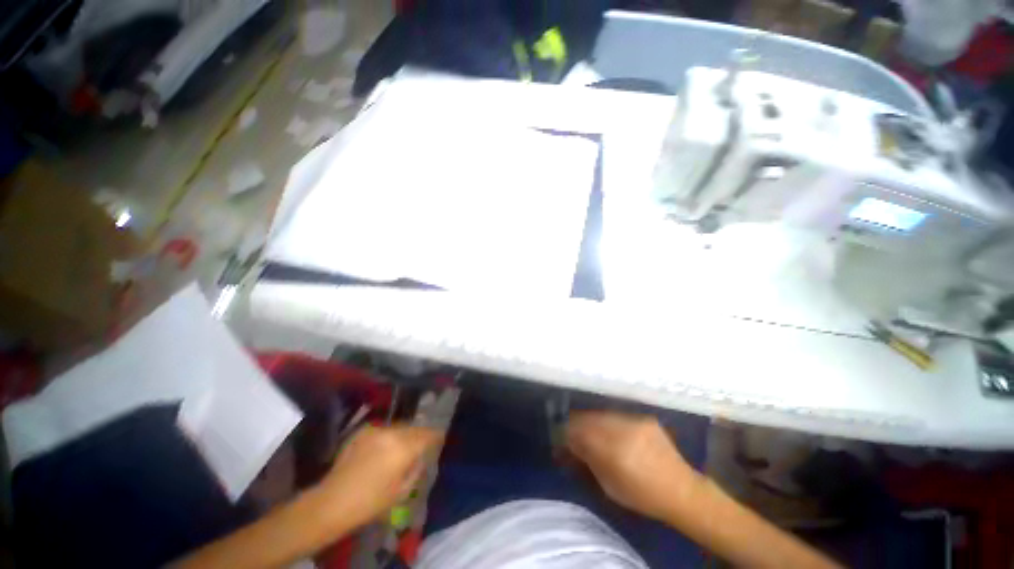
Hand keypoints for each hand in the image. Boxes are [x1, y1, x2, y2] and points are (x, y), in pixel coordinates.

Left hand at [317, 424, 443, 530]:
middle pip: (415, 427)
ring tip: (403, 445)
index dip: (436, 435)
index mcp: (404, 448)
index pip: (428, 434)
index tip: (440, 438)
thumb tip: (422, 457)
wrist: (332, 501)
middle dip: (420, 434)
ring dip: (405, 433)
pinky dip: (389, 435)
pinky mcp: (364, 431)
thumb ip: (416, 469)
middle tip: (422, 443)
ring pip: (400, 426)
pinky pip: (384, 429)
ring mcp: (377, 429)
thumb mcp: (402, 492)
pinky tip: (383, 448)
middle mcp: (393, 433)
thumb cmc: (370, 503)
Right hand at [566, 411, 699, 521]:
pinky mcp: (645, 418)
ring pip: (603, 414)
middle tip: (571, 428)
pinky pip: (619, 415)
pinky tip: (610, 429)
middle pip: (590, 418)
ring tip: (588, 427)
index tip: (560, 433)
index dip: (567, 430)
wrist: (682, 491)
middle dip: (577, 422)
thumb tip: (570, 442)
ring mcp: (636, 421)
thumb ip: (588, 460)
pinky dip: (609, 421)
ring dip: (592, 419)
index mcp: (613, 451)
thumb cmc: (642, 496)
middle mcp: (623, 430)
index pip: (580, 430)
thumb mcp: (608, 485)